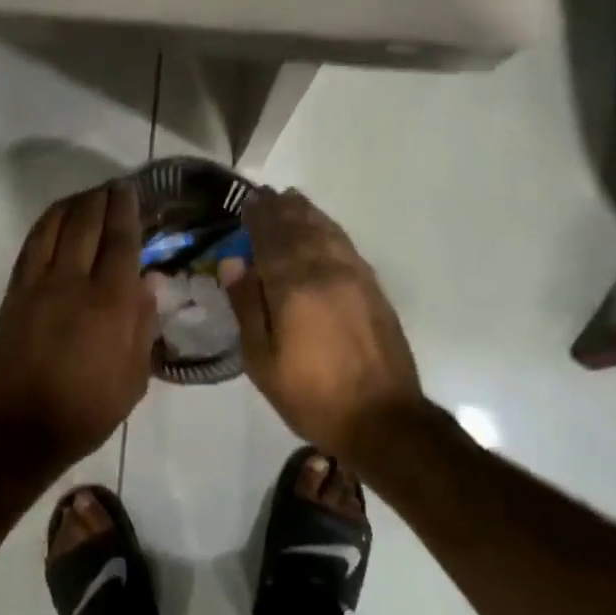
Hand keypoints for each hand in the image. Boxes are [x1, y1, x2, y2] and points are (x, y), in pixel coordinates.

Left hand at [0, 182, 156, 474]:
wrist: (18, 428)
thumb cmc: (86, 409)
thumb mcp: (134, 378)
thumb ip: (143, 324)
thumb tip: (149, 281)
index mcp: (110, 303)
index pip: (121, 241)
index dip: (127, 211)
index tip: (131, 191)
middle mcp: (73, 282)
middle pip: (87, 223)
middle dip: (102, 198)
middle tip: (114, 186)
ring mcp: (38, 283)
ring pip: (56, 226)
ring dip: (73, 203)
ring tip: (87, 196)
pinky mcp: (15, 291)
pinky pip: (32, 244)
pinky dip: (46, 223)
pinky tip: (55, 218)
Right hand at [221, 188, 423, 461]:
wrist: (384, 420)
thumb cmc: (312, 395)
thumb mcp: (262, 360)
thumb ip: (247, 306)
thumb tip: (232, 262)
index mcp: (293, 287)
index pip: (270, 238)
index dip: (257, 217)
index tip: (246, 202)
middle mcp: (325, 271)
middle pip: (299, 227)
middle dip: (280, 209)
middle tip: (265, 194)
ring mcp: (354, 276)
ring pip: (326, 231)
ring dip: (306, 212)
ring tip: (291, 199)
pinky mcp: (373, 287)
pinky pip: (346, 244)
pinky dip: (329, 228)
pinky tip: (323, 227)